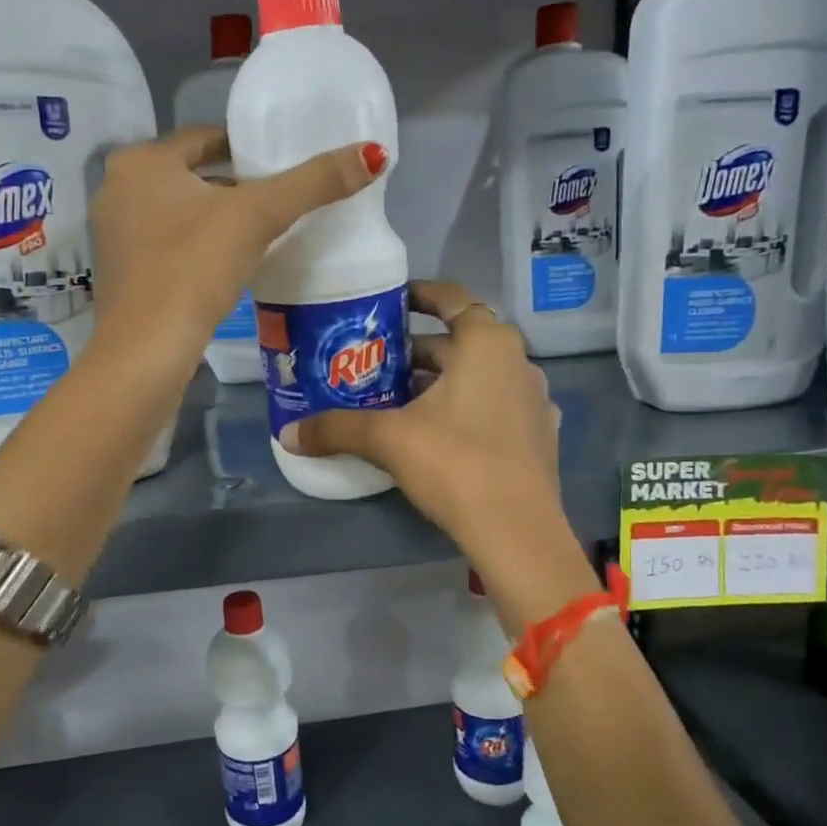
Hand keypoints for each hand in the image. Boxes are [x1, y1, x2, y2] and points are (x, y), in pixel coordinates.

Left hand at [88, 126, 385, 362]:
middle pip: (191, 176)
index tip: (280, 163)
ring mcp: (114, 236)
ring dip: (214, 218)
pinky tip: (226, 266)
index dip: (246, 146)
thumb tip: (374, 153)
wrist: (147, 350)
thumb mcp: (258, 218)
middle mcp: (118, 189)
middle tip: (277, 200)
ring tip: (259, 234)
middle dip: (232, 186)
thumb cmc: (194, 268)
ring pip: (178, 213)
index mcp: (142, 162)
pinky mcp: (121, 275)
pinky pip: (168, 245)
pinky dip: (196, 248)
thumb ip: (314, 184)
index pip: (204, 138)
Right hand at [282, 281, 571, 579]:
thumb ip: (336, 429)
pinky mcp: (539, 435)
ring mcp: (534, 399)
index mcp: (487, 343)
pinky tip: (440, 432)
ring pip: (479, 376)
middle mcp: (517, 361)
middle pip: (461, 342)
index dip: (418, 295)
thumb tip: (288, 433)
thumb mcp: (388, 439)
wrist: (517, 530)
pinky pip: (496, 406)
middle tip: (377, 361)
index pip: (450, 298)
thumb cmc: (455, 463)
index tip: (389, 302)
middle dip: (418, 350)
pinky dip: (467, 408)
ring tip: (399, 398)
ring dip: (442, 381)